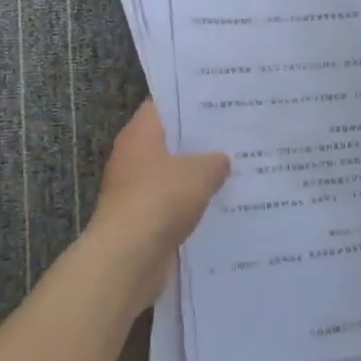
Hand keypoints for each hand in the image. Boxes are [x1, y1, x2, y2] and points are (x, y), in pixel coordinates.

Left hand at [85, 102, 229, 308]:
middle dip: (198, 141)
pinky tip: (219, 205)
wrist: (127, 259)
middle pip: (168, 141)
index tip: (218, 102)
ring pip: (171, 175)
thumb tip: (221, 159)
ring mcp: (134, 190)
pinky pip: (171, 204)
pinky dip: (190, 205)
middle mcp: (132, 157)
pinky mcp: (141, 220)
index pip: (163, 105)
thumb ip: (214, 161)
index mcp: (140, 134)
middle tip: (234, 135)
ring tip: (234, 170)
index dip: (189, 102)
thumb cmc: (160, 201)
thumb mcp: (199, 174)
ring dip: (196, 176)